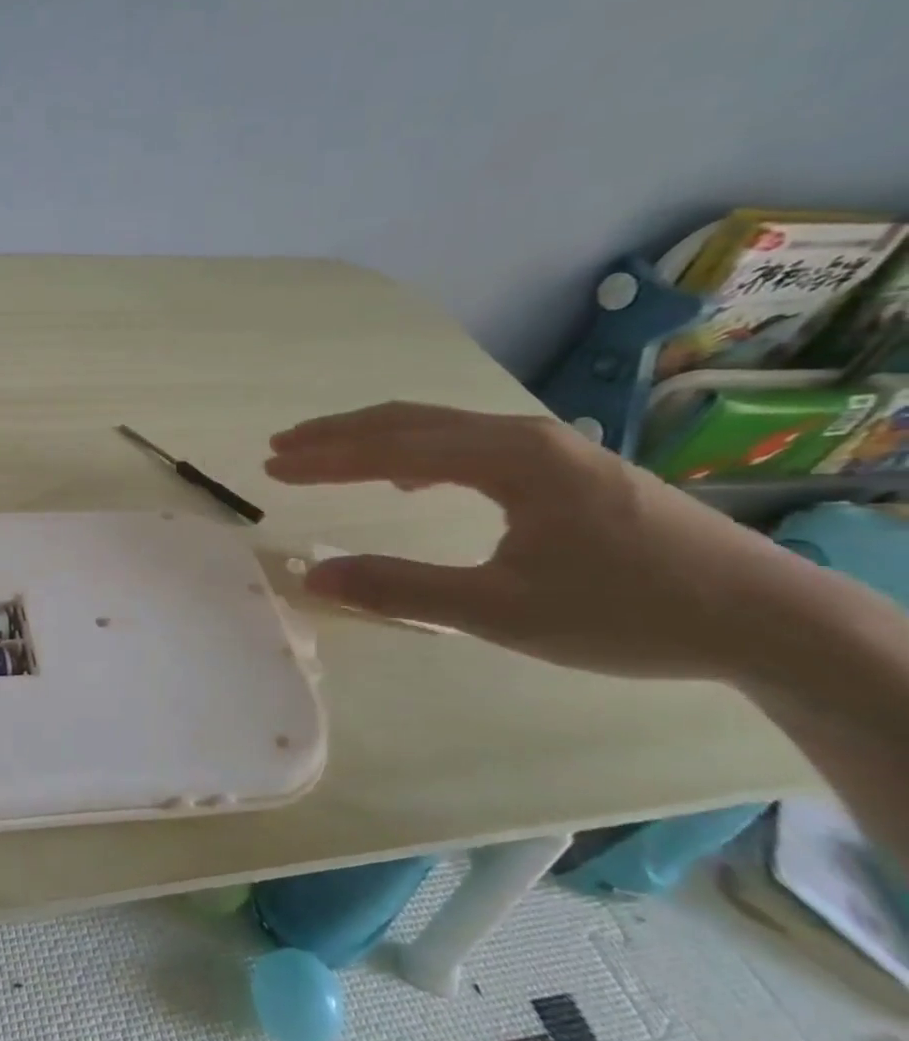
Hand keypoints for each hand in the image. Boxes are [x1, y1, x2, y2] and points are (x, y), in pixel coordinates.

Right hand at [262, 402, 819, 682]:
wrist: (767, 619)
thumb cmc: (627, 613)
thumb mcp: (501, 612)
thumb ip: (400, 590)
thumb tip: (315, 577)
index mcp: (508, 459)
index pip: (392, 448)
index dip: (326, 458)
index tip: (274, 465)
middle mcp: (524, 436)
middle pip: (408, 421)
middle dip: (338, 435)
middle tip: (281, 447)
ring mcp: (548, 447)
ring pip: (438, 428)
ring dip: (373, 439)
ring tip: (322, 455)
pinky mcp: (563, 467)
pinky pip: (467, 443)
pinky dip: (416, 451)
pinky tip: (406, 478)